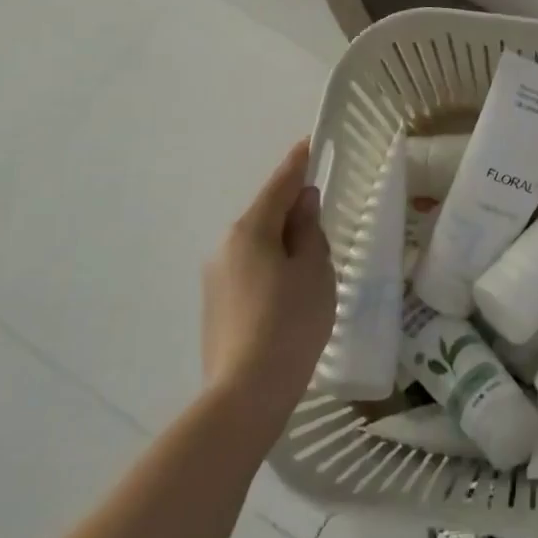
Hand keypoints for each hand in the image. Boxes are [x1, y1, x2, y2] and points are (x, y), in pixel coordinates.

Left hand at [200, 139, 335, 430]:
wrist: (245, 393)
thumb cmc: (290, 322)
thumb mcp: (314, 269)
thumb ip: (309, 230)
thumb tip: (302, 203)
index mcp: (250, 231)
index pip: (279, 185)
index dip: (297, 163)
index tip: (309, 143)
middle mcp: (225, 247)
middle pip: (266, 215)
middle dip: (292, 211)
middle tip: (322, 218)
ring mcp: (215, 278)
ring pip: (257, 246)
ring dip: (283, 243)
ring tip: (312, 265)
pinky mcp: (215, 307)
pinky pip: (250, 270)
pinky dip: (271, 268)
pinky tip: (290, 294)